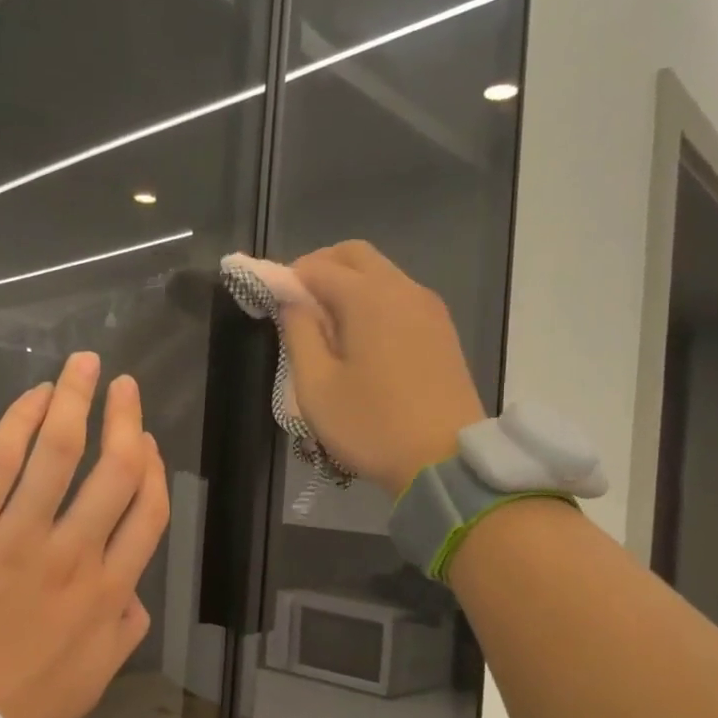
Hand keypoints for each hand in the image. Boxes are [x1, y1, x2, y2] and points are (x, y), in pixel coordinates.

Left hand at [0, 351, 168, 717]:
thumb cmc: (14, 716)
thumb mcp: (90, 685)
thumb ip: (121, 633)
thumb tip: (134, 594)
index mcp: (106, 595)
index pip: (147, 513)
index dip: (153, 469)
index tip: (147, 441)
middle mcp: (72, 556)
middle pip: (114, 470)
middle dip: (125, 419)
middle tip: (125, 385)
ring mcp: (15, 539)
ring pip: (59, 453)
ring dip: (77, 401)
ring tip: (85, 366)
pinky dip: (19, 424)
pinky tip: (33, 399)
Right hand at [277, 241, 486, 494]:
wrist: (444, 461)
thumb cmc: (372, 426)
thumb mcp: (316, 387)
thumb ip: (298, 334)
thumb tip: (291, 301)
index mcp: (368, 297)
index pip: (317, 266)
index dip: (288, 278)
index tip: (273, 306)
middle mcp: (403, 289)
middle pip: (355, 256)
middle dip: (321, 269)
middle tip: (300, 308)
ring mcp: (429, 308)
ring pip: (381, 274)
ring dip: (349, 286)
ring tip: (329, 330)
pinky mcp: (442, 330)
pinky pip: (400, 298)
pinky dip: (375, 303)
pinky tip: (363, 342)